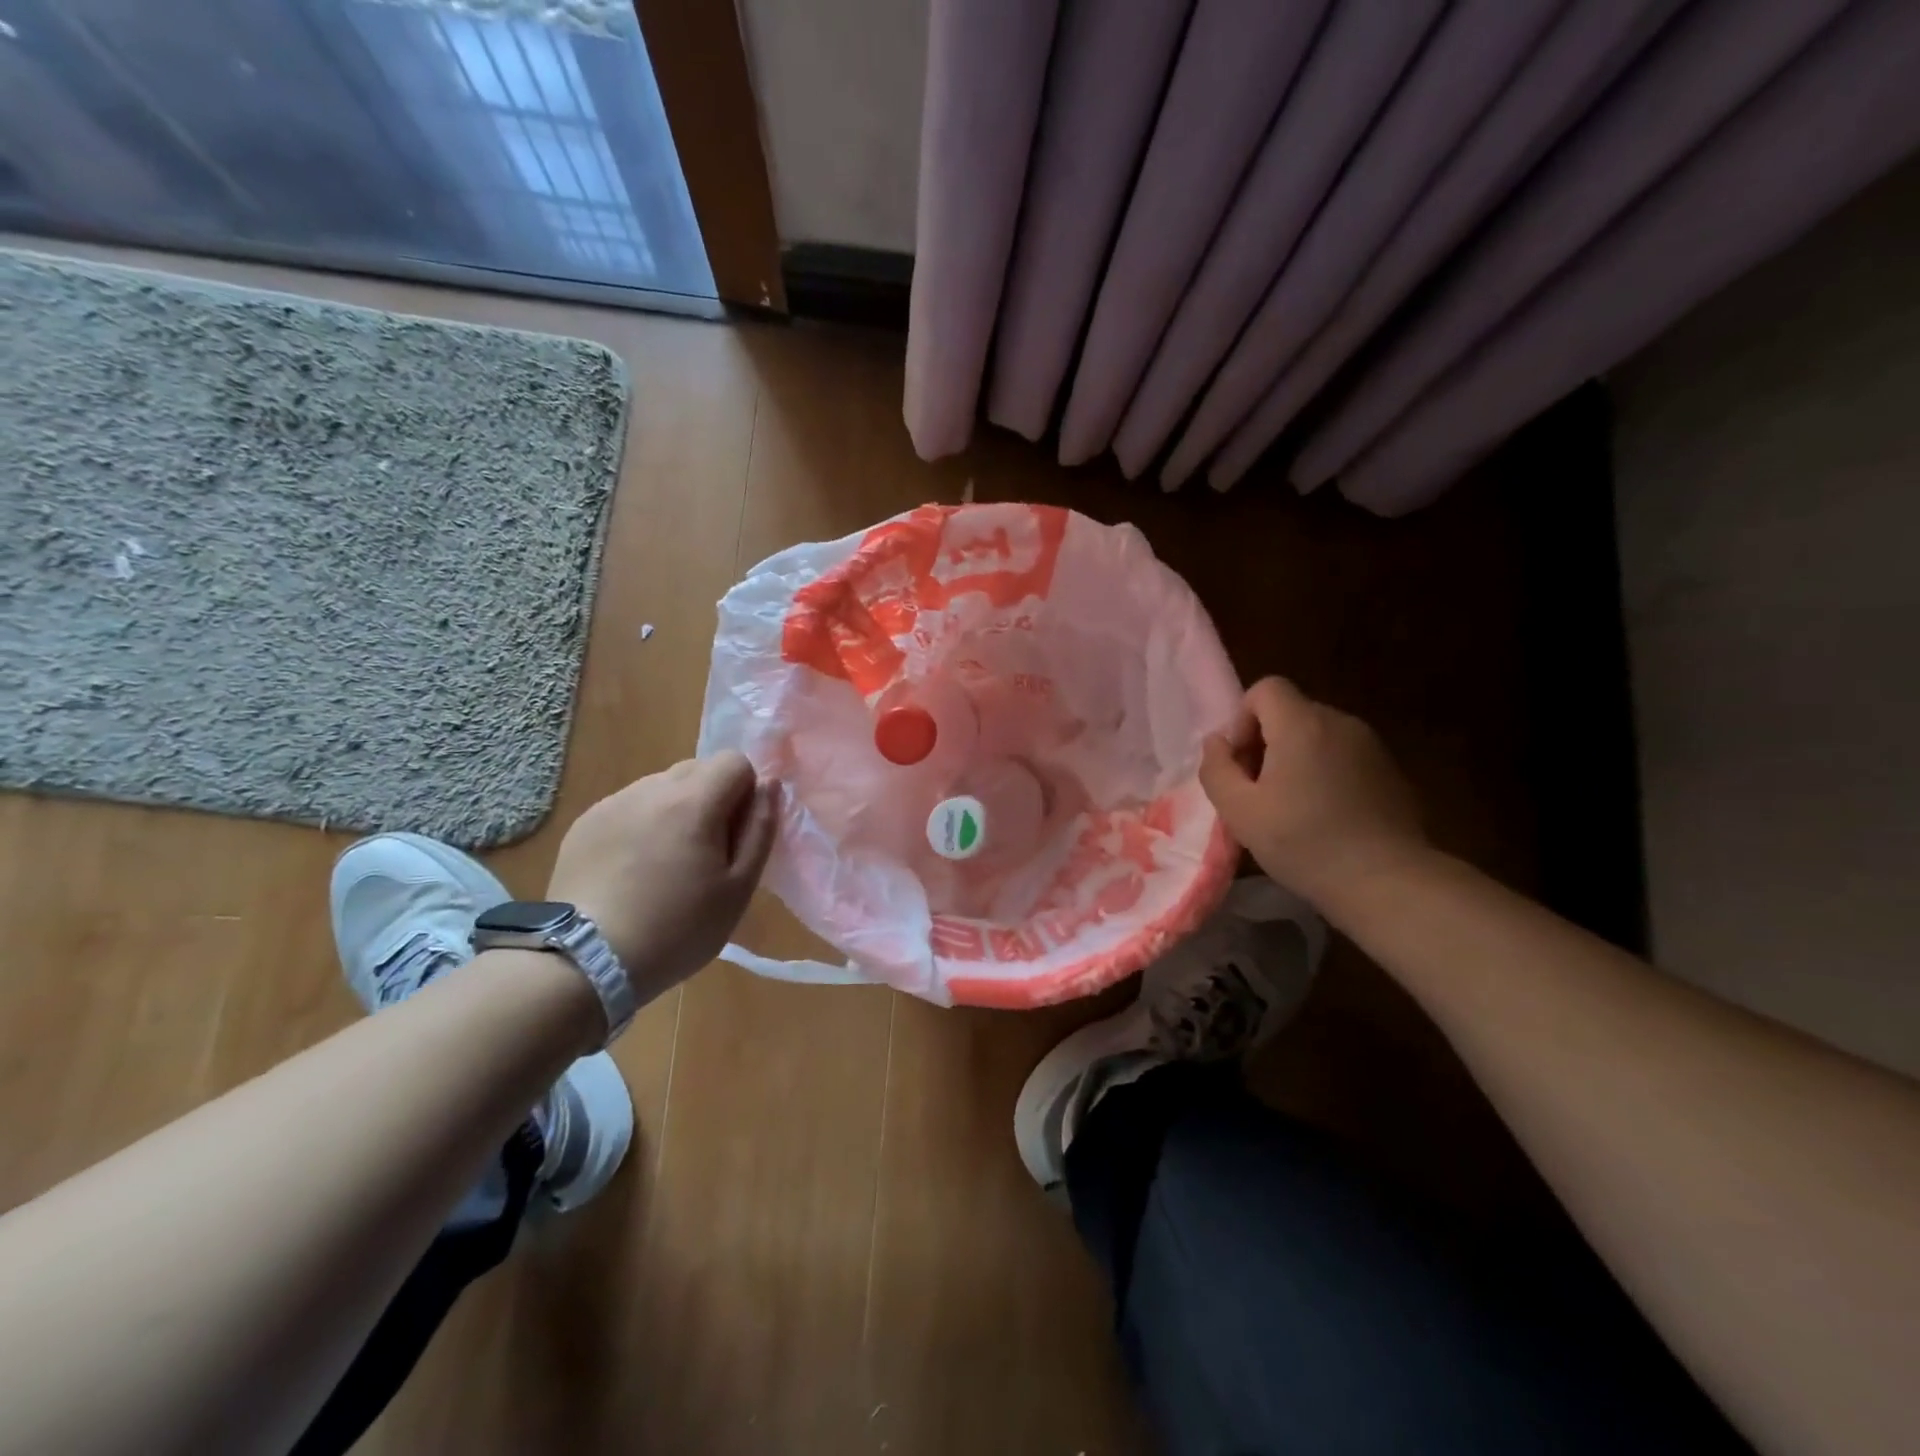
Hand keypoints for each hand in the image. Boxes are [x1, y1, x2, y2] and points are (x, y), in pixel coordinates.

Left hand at [547, 752, 777, 998]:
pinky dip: (641, 824)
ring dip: (675, 810)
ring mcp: (612, 803)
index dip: (744, 791)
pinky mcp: (585, 823)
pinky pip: (628, 806)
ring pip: (661, 787)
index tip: (736, 833)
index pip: (734, 760)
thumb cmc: (677, 929)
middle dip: (711, 798)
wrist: (586, 961)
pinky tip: (632, 870)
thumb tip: (770, 785)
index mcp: (693, 801)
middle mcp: (651, 789)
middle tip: (705, 851)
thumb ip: (760, 829)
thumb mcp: (739, 888)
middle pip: (696, 768)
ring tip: (665, 864)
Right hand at [1199, 677, 1426, 910]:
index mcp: (1302, 725)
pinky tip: (1326, 816)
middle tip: (1260, 792)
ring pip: (1317, 734)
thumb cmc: (1304, 843)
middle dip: (1267, 742)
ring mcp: (1370, 745)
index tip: (1243, 763)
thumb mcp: (1239, 812)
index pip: (1266, 688)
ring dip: (1296, 759)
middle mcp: (1339, 723)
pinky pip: (1342, 755)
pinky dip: (1325, 773)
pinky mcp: (1389, 770)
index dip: (1244, 719)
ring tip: (1292, 807)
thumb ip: (1217, 769)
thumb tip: (1217, 743)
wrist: (1387, 882)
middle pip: (1290, 712)